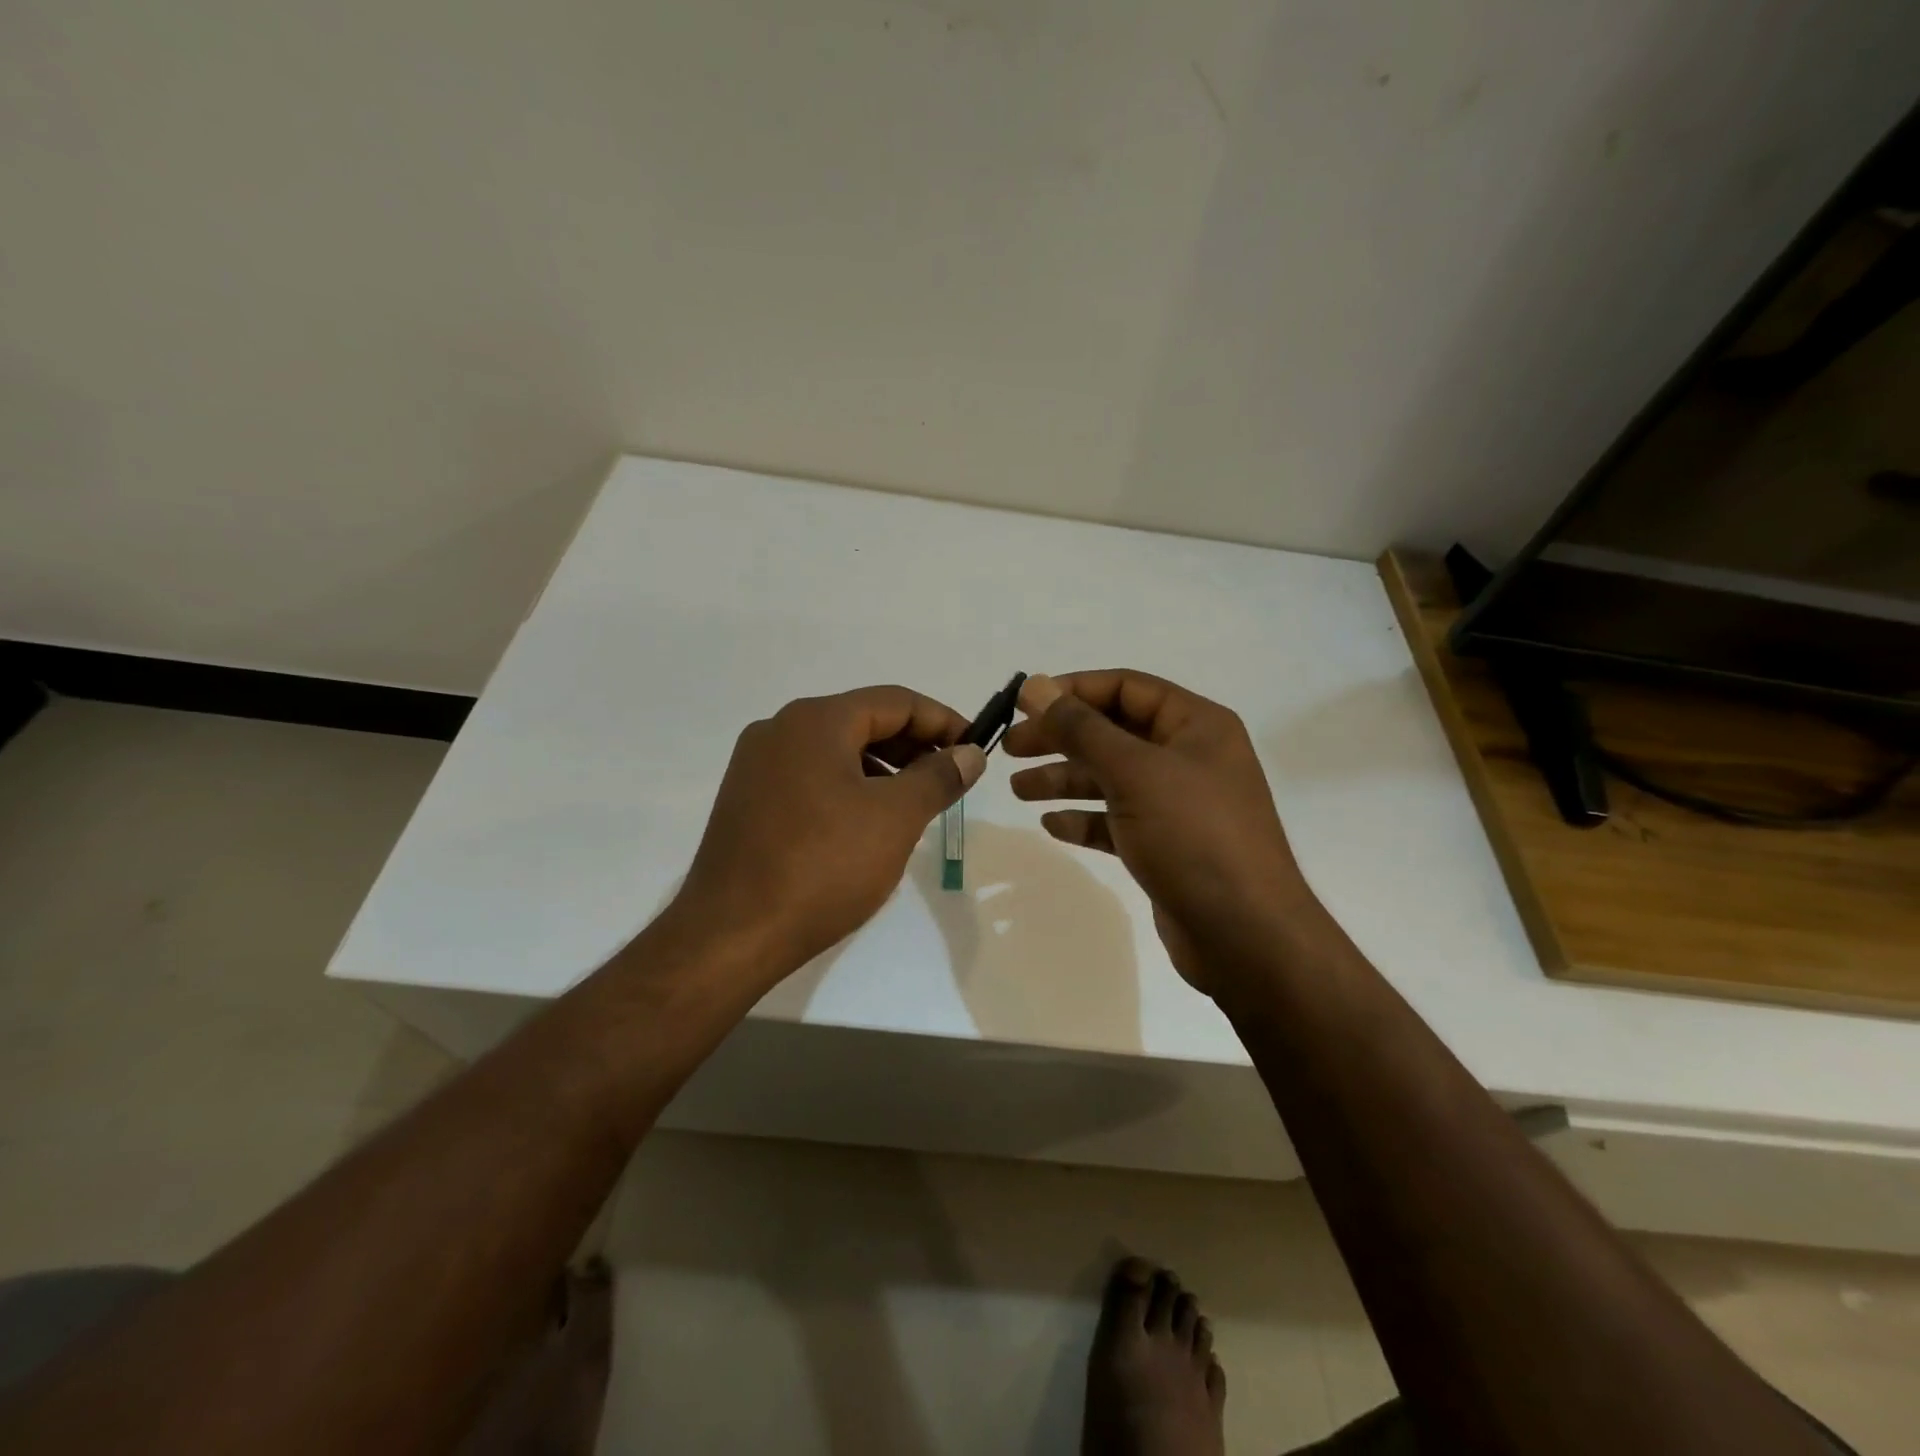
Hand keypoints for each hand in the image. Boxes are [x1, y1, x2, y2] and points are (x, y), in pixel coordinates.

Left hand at [673, 685, 984, 982]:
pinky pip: (811, 777)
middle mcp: (780, 730)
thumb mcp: (896, 818)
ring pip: (836, 751)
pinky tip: (867, 824)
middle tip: (950, 779)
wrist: (731, 935)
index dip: (942, 721)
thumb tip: (970, 753)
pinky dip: (849, 788)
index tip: (975, 749)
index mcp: (815, 720)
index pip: (895, 701)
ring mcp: (757, 766)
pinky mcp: (747, 801)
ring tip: (915, 804)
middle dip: (913, 746)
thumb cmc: (823, 866)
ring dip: (883, 769)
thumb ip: (939, 777)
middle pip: (863, 721)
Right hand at [1002, 671, 1312, 994]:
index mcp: (1195, 725)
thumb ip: (1081, 728)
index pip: (1126, 688)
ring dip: (1064, 779)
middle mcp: (1188, 757)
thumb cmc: (1193, 836)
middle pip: (1112, 732)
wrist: (1245, 935)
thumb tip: (1036, 685)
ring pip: (1110, 778)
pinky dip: (1084, 818)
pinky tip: (1052, 824)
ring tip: (1017, 790)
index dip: (1072, 690)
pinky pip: (1117, 820)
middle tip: (1009, 748)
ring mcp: (1178, 804)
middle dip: (1060, 738)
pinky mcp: (1166, 845)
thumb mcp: (1134, 772)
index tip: (1024, 703)